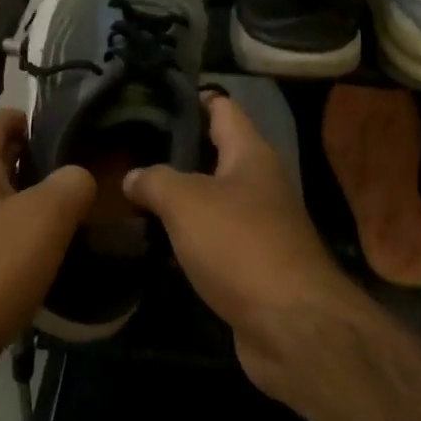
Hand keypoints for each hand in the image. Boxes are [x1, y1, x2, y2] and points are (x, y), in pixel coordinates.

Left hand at [0, 109, 94, 414]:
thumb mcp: (46, 218)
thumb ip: (72, 183)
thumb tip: (78, 176)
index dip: (36, 120)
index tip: (75, 136)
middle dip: (37, 168)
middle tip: (82, 186)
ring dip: (24, 209)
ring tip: (67, 227)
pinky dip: (7, 244)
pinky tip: (35, 267)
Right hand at [124, 94, 356, 394]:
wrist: (291, 325)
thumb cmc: (240, 245)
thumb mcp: (186, 201)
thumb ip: (155, 180)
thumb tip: (132, 178)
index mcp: (251, 155)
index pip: (223, 109)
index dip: (193, 97)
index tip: (155, 95)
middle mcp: (259, 184)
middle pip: (216, 154)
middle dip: (176, 151)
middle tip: (129, 147)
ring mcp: (259, 226)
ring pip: (212, 199)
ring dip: (179, 197)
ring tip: (132, 190)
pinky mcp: (252, 265)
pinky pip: (213, 239)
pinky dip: (186, 236)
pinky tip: (154, 239)